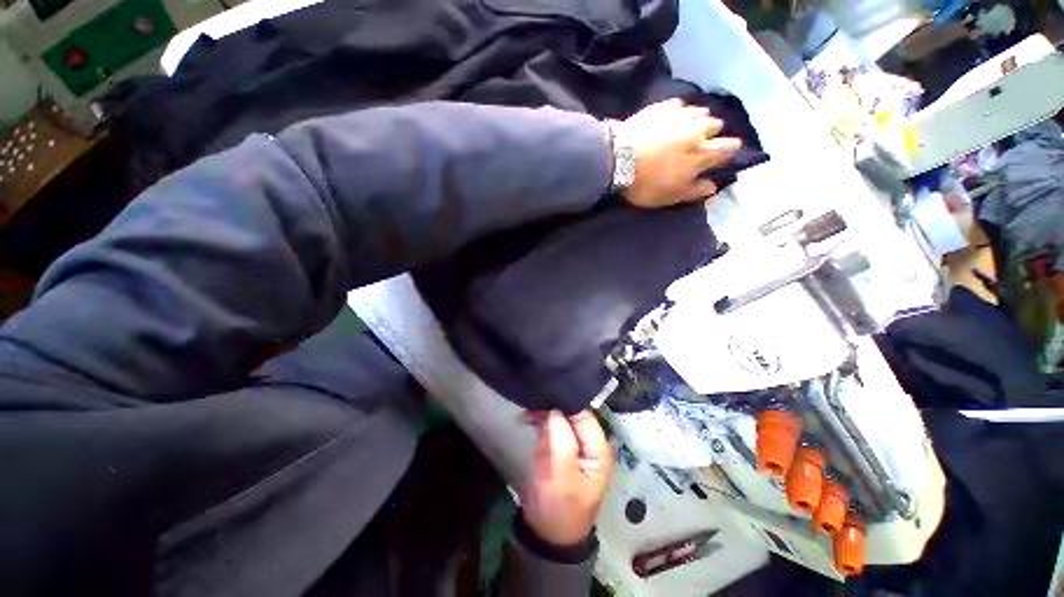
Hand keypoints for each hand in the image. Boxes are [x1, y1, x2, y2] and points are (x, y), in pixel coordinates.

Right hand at [520, 410, 612, 546]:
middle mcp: (587, 441)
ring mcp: (571, 442)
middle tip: (532, 399)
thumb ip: (561, 442)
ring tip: (526, 411)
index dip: (566, 403)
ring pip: (559, 415)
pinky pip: (549, 424)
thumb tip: (554, 410)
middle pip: (572, 412)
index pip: (584, 414)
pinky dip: (538, 419)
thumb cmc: (558, 509)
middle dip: (553, 404)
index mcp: (597, 448)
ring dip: (543, 410)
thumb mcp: (561, 478)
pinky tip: (525, 418)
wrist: (546, 533)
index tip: (546, 393)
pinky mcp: (558, 445)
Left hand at [616, 98, 741, 208]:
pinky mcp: (661, 107)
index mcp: (701, 154)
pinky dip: (680, 110)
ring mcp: (679, 115)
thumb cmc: (645, 183)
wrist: (618, 158)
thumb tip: (713, 187)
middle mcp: (697, 130)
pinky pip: (679, 104)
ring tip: (691, 125)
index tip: (730, 149)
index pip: (726, 148)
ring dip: (699, 118)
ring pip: (700, 111)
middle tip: (705, 139)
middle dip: (714, 132)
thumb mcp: (669, 196)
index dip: (730, 149)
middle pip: (716, 125)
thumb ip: (693, 191)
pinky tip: (673, 115)